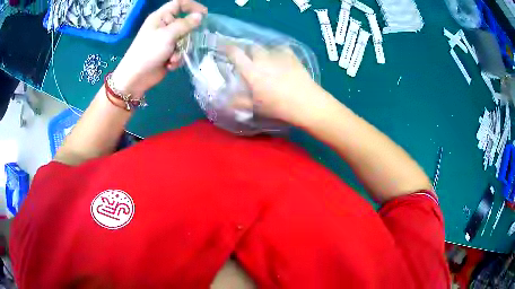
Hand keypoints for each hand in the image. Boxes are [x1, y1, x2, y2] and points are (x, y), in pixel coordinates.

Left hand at [112, 0, 206, 97]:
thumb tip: (200, 16)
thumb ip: (185, 24)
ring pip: (184, 40)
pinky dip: (176, 59)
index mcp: (161, 17)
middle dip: (187, 35)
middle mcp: (164, 27)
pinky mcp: (167, 53)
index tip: (204, 14)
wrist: (136, 77)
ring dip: (181, 50)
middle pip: (184, 24)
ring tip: (172, 58)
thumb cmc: (148, 51)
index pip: (179, 4)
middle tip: (187, 42)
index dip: (192, 6)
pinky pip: (180, 51)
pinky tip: (169, 64)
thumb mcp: (167, 35)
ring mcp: (165, 41)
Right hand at [226, 46, 331, 125]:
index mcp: (251, 71)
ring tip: (265, 59)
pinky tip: (280, 58)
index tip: (223, 47)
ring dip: (262, 52)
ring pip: (266, 47)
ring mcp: (279, 56)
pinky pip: (281, 49)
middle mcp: (263, 59)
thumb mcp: (255, 107)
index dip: (227, 48)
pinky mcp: (292, 57)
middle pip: (251, 47)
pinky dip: (277, 52)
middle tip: (247, 58)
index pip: (235, 54)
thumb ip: (238, 101)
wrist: (306, 103)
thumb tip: (223, 100)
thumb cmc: (278, 107)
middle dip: (247, 50)